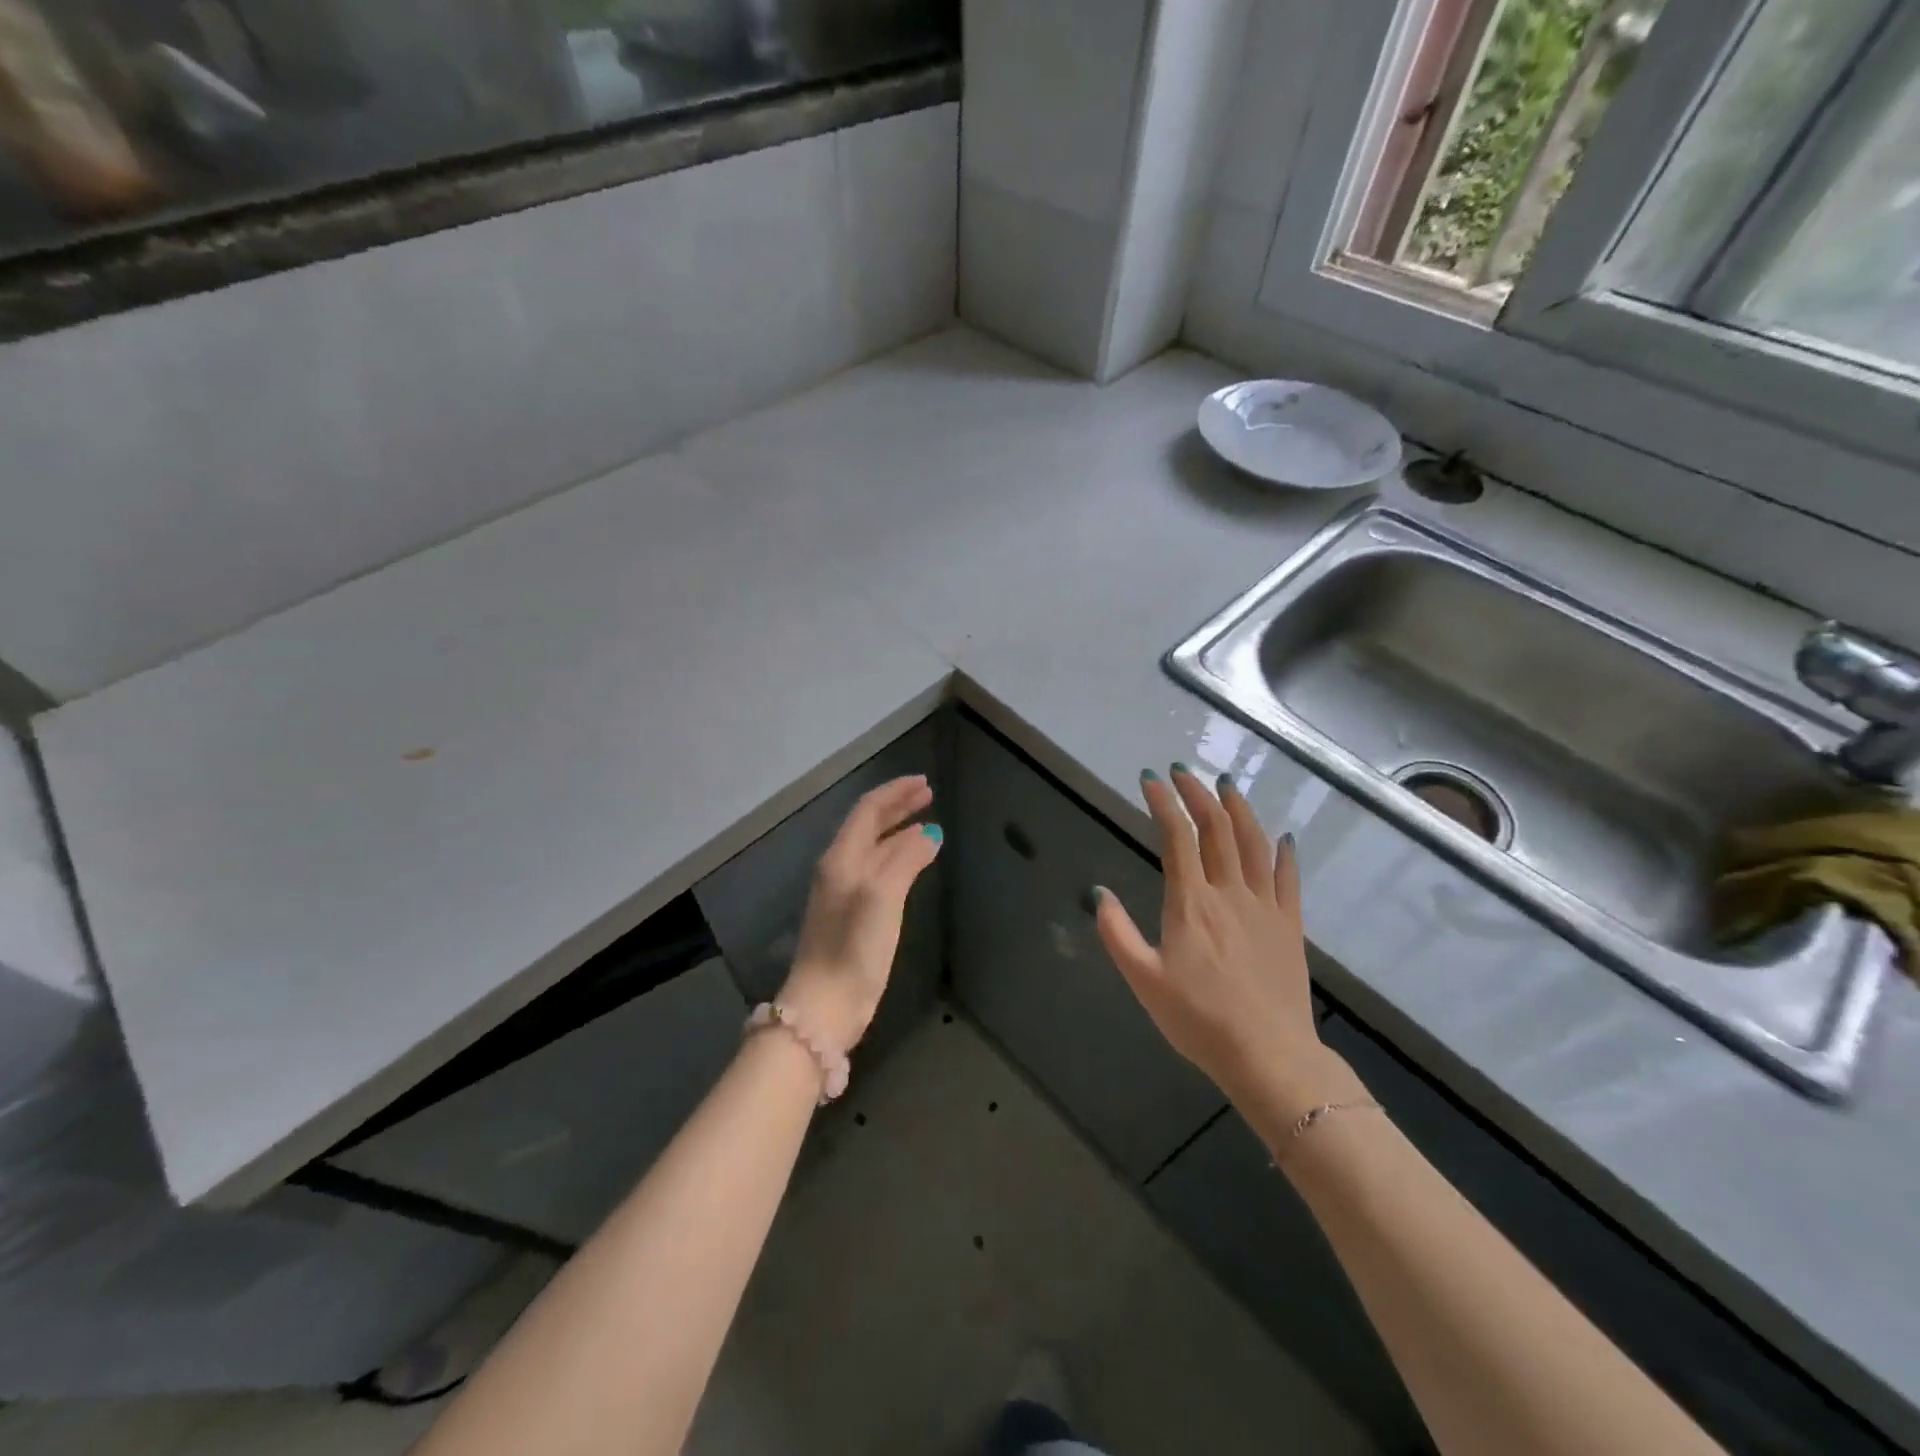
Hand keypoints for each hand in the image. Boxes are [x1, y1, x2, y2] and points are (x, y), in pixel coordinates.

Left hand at [779, 776, 941, 1052]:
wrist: (824, 1006)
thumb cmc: (853, 947)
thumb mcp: (883, 896)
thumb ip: (906, 859)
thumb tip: (930, 833)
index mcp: (841, 858)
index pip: (868, 810)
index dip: (895, 792)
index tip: (925, 783)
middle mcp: (839, 869)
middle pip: (869, 826)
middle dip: (898, 807)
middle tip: (928, 795)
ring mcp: (844, 893)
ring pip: (874, 849)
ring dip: (899, 832)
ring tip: (927, 824)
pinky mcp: (852, 917)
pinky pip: (878, 872)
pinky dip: (898, 858)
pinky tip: (913, 864)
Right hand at [1094, 765, 1350, 1114]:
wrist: (1269, 1056)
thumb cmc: (1199, 1020)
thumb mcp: (1144, 981)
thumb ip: (1117, 933)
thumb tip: (1099, 893)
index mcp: (1191, 903)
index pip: (1177, 838)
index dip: (1164, 803)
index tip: (1151, 780)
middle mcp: (1229, 893)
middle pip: (1217, 830)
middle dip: (1199, 795)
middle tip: (1184, 773)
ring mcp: (1265, 907)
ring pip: (1254, 844)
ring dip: (1239, 810)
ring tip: (1227, 786)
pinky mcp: (1290, 926)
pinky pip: (1288, 879)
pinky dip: (1284, 853)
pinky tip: (1282, 837)